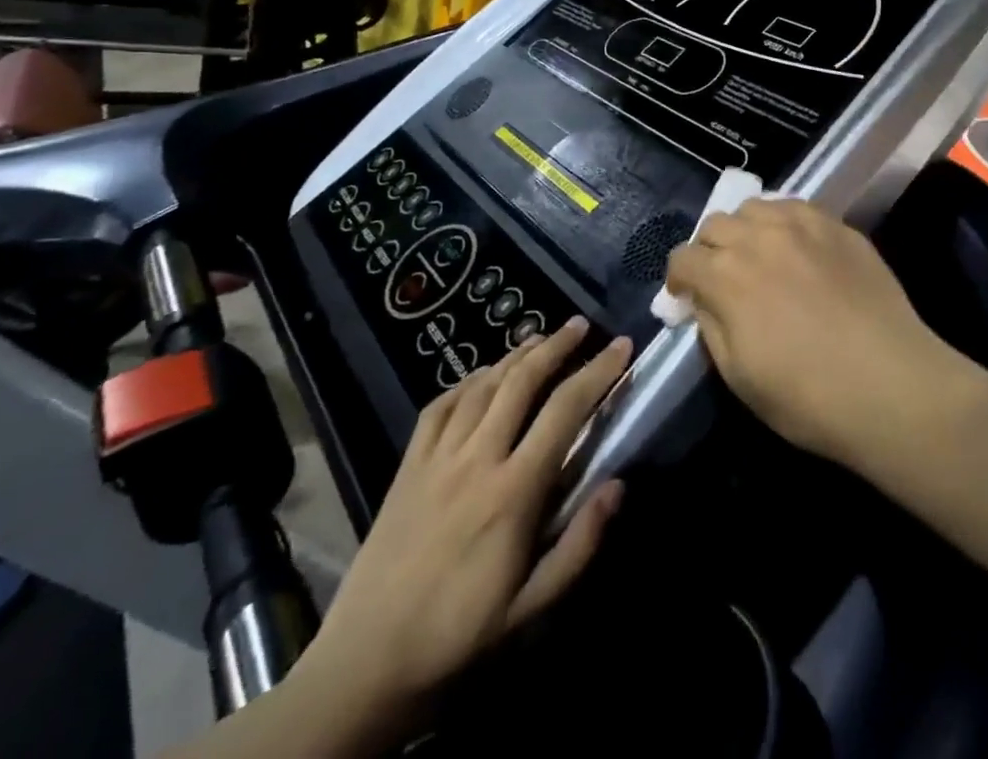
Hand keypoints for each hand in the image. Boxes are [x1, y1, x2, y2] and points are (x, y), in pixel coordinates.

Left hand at [294, 317, 631, 748]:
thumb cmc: (460, 636)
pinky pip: (440, 406)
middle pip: (522, 381)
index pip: (565, 411)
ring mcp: (437, 457)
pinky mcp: (408, 465)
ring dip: (515, 354)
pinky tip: (482, 374)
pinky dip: (467, 380)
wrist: (366, 662)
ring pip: (483, 385)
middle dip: (556, 346)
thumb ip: (580, 544)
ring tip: (540, 337)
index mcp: (513, 490)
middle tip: (581, 325)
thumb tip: (618, 485)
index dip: (598, 372)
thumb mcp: (532, 607)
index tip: (621, 346)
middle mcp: (477, 458)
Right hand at [664, 199, 960, 467]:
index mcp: (726, 275)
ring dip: (746, 230)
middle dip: (710, 250)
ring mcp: (802, 224)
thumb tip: (703, 300)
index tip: (688, 299)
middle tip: (724, 279)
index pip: (683, 258)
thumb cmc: (807, 397)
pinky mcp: (837, 225)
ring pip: (755, 207)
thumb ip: (711, 326)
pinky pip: (796, 207)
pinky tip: (798, 249)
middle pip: (715, 224)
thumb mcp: (738, 376)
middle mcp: (758, 237)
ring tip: (762, 257)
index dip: (679, 280)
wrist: (891, 386)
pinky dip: (784, 223)